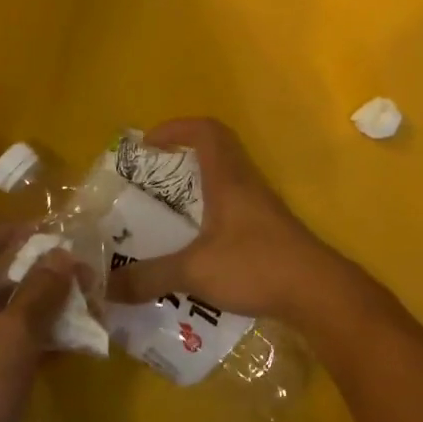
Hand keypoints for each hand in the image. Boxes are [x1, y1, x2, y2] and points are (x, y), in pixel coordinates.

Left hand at [0, 226, 75, 421]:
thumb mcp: (10, 339)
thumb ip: (40, 293)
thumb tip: (63, 256)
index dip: (17, 234)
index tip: (58, 235)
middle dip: (34, 280)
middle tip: (80, 281)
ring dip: (31, 315)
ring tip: (79, 315)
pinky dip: (16, 346)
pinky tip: (57, 351)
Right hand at [104, 118, 366, 324]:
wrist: (318, 293)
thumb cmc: (256, 265)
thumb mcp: (194, 271)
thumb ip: (149, 277)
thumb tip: (105, 287)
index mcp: (228, 179)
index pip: (206, 131)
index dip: (176, 128)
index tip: (148, 145)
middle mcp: (246, 185)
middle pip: (216, 153)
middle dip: (180, 161)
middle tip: (150, 182)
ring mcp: (262, 209)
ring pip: (225, 184)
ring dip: (196, 192)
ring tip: (166, 217)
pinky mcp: (270, 233)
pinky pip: (234, 212)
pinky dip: (210, 219)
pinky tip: (195, 250)